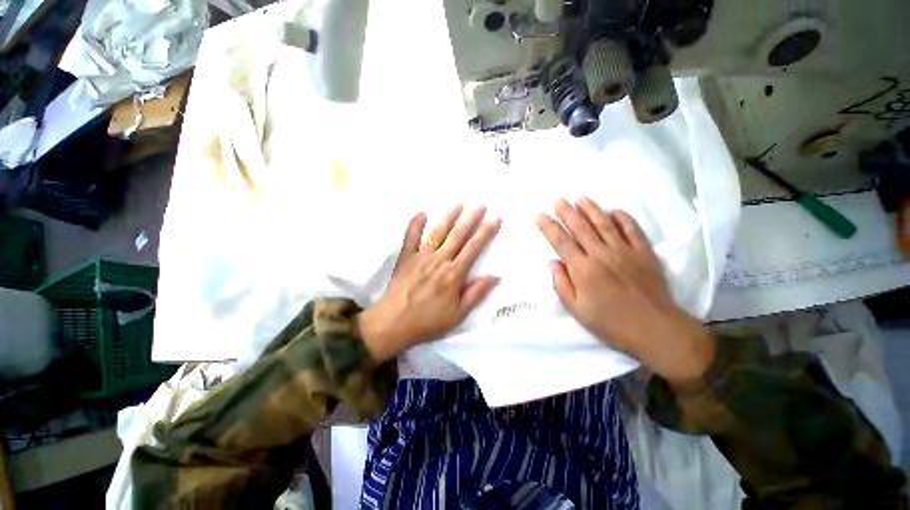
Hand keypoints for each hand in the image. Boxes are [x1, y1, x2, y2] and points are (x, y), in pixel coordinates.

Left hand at [357, 205, 501, 361]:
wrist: (393, 323)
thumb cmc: (428, 321)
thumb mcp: (458, 314)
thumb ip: (476, 293)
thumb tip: (495, 277)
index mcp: (453, 273)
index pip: (474, 248)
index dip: (486, 232)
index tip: (496, 219)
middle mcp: (439, 260)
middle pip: (458, 235)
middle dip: (471, 219)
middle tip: (480, 205)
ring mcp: (421, 256)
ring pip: (437, 232)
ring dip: (449, 217)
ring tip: (458, 204)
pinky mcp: (406, 258)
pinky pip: (410, 237)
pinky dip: (415, 224)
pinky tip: (421, 213)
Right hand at [536, 197, 713, 382]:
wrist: (656, 330)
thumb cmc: (611, 324)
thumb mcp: (577, 310)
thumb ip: (562, 284)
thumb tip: (553, 262)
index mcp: (583, 270)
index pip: (561, 242)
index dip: (548, 227)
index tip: (539, 215)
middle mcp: (601, 255)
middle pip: (580, 228)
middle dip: (567, 212)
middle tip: (558, 200)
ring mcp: (625, 251)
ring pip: (604, 224)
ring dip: (591, 209)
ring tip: (580, 198)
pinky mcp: (644, 253)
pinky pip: (632, 230)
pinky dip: (623, 218)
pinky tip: (615, 211)